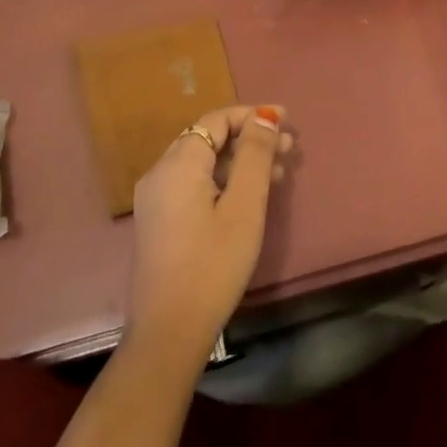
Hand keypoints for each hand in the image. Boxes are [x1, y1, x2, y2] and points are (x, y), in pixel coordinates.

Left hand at [126, 105, 292, 366]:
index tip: (287, 120)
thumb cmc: (213, 264)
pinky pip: (195, 183)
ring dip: (240, 160)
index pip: (216, 120)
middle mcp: (160, 173)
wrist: (170, 330)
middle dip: (250, 137)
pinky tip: (251, 194)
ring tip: (279, 171)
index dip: (252, 115)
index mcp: (178, 164)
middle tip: (289, 149)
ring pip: (203, 162)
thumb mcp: (244, 206)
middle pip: (209, 138)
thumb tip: (265, 117)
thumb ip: (254, 156)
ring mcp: (156, 199)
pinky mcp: (160, 220)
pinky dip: (224, 179)